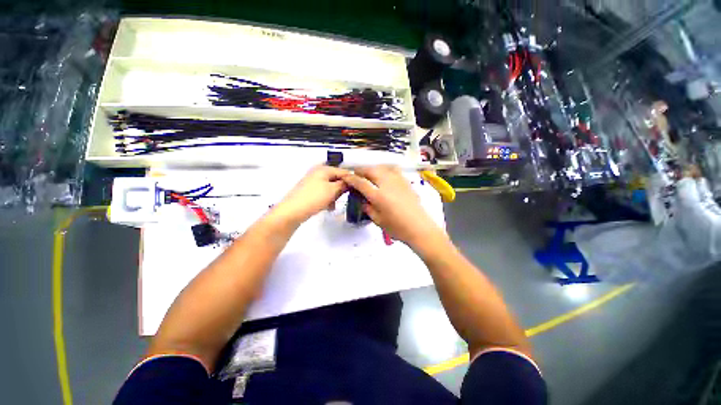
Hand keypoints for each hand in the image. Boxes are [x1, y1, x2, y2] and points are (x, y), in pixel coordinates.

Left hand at [272, 165, 348, 224]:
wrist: (292, 211)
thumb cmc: (314, 198)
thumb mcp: (332, 190)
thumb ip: (344, 184)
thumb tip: (351, 182)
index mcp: (323, 169)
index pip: (343, 171)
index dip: (351, 180)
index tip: (358, 189)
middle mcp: (318, 172)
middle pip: (336, 178)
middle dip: (341, 189)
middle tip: (344, 197)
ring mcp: (313, 181)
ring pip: (331, 186)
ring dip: (335, 195)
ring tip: (334, 204)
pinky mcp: (310, 190)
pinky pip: (324, 192)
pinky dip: (328, 198)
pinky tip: (328, 206)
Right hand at [341, 166, 446, 250]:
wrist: (419, 228)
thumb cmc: (397, 228)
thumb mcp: (377, 220)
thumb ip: (367, 207)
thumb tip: (361, 199)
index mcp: (378, 196)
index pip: (360, 182)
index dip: (351, 178)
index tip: (346, 177)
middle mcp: (387, 184)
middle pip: (371, 170)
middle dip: (361, 170)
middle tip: (357, 176)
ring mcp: (398, 181)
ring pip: (381, 167)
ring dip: (372, 168)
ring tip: (369, 174)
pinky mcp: (405, 181)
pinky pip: (392, 169)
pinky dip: (384, 169)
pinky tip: (383, 174)